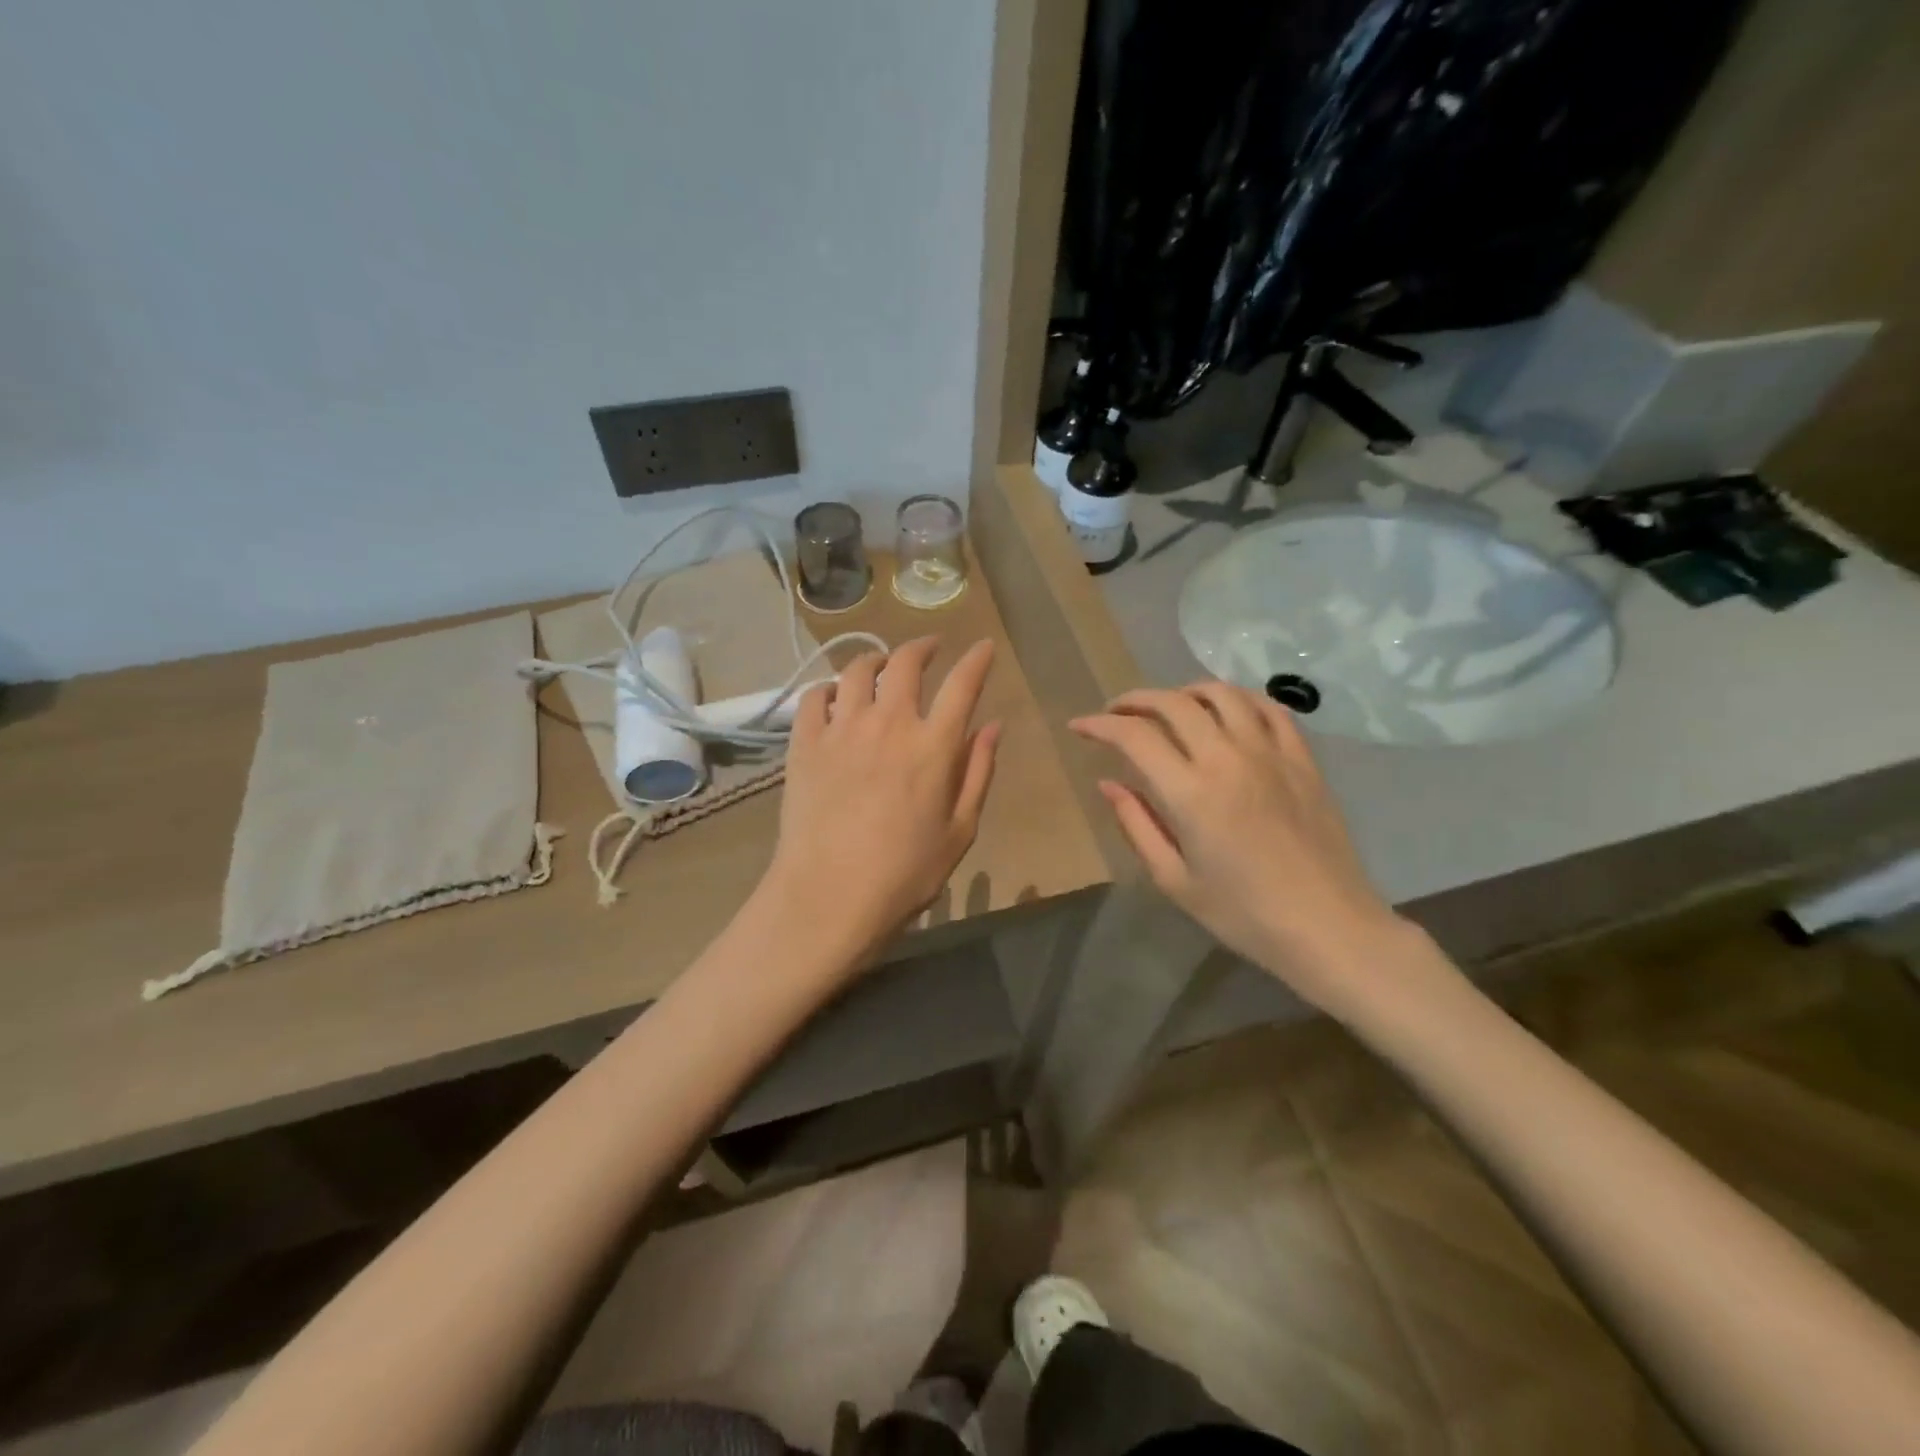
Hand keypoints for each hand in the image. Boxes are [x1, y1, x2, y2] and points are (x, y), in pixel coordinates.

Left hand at [762, 637, 1000, 970]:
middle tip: (930, 648)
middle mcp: (888, 724)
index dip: (976, 660)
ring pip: (857, 671)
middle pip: (905, 663)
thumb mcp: (960, 831)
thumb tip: (992, 726)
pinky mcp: (804, 743)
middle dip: (922, 647)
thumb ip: (978, 772)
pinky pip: (814, 697)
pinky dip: (829, 689)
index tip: (984, 647)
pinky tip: (835, 697)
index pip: (962, 685)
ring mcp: (841, 730)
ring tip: (882, 665)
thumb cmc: (905, 874)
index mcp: (932, 746)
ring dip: (875, 660)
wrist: (828, 896)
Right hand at [1070, 682, 1413, 1015]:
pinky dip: (1239, 699)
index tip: (1080, 727)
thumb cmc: (1244, 914)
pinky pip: (1269, 708)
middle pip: (1174, 703)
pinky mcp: (1303, 759)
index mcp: (1191, 793)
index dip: (1100, 725)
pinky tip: (1226, 711)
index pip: (1135, 736)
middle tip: (1116, 714)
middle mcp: (1228, 759)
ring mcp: (1271, 753)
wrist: (1329, 927)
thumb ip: (1136, 825)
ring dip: (1184, 692)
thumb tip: (1108, 784)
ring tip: (1168, 707)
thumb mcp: (1175, 880)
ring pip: (1222, 694)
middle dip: (1135, 700)